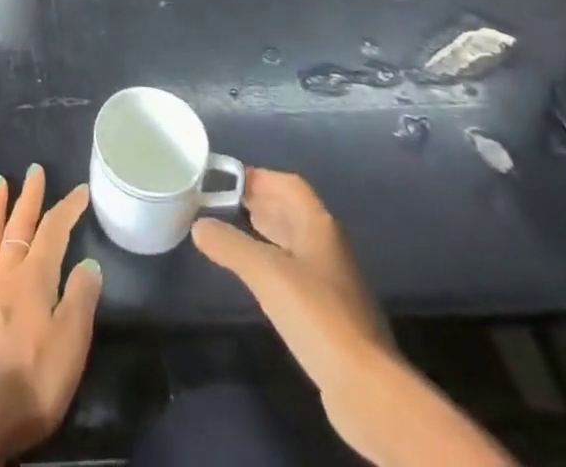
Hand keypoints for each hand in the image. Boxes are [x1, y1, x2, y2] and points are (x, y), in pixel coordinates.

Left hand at [0, 166, 102, 464]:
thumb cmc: (32, 382)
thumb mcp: (71, 344)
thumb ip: (81, 300)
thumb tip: (89, 263)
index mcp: (34, 280)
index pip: (54, 233)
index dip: (67, 209)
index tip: (80, 191)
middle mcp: (3, 276)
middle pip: (18, 229)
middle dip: (28, 198)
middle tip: (34, 170)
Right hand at [191, 166, 388, 389]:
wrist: (367, 388)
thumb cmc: (317, 315)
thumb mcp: (266, 274)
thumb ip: (230, 245)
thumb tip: (199, 225)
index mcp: (319, 226)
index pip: (289, 185)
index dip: (259, 177)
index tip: (226, 179)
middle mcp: (328, 245)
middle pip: (292, 211)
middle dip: (259, 202)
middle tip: (222, 202)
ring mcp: (332, 280)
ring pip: (294, 241)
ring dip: (266, 231)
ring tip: (233, 230)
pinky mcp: (330, 312)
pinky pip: (296, 271)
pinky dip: (273, 261)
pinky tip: (256, 275)